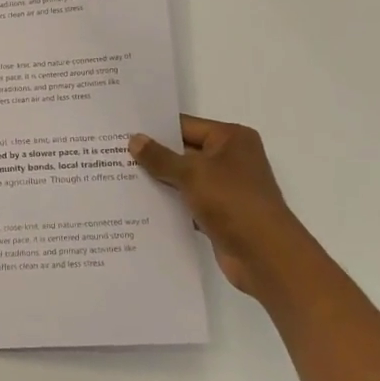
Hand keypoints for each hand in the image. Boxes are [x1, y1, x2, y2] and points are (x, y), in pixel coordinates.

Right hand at [129, 116, 315, 298]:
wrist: (265, 255)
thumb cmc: (232, 201)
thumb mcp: (192, 173)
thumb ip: (160, 157)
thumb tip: (134, 140)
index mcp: (231, 138)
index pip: (186, 126)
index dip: (156, 129)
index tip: (124, 131)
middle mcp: (231, 159)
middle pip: (184, 152)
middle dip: (154, 156)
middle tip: (114, 155)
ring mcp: (226, 188)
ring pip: (185, 179)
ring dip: (160, 182)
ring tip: (120, 179)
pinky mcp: (220, 214)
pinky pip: (189, 203)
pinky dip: (170, 205)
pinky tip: (140, 206)